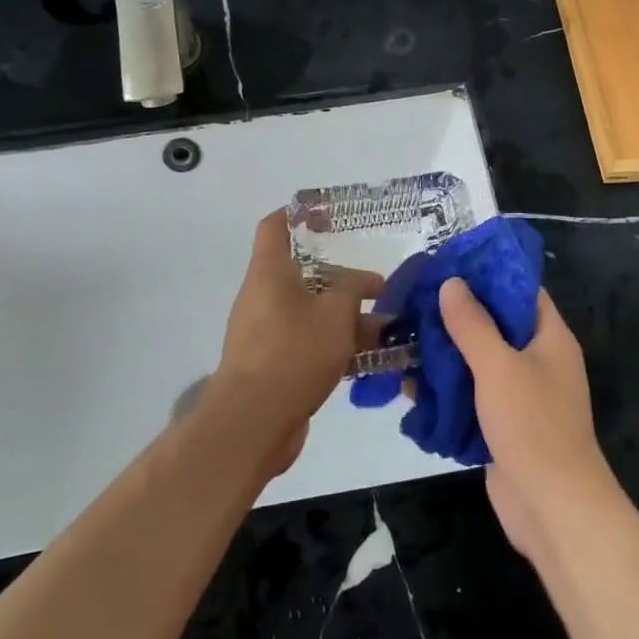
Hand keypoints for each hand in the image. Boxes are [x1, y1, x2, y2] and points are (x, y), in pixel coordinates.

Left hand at [208, 210, 383, 479]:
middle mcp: (262, 296)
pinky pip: (308, 342)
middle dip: (342, 280)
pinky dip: (335, 344)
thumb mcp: (335, 314)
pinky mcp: (272, 364)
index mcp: (269, 273)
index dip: (299, 214)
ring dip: (345, 317)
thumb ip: (353, 289)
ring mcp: (265, 332)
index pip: (275, 226)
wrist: (252, 423)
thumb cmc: (293, 353)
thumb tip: (367, 279)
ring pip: (310, 312)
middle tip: (377, 285)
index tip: (330, 217)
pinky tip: (370, 358)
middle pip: (302, 274)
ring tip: (386, 326)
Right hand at [436, 279, 620, 563]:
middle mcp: (538, 360)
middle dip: (456, 315)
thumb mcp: (498, 365)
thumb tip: (452, 283)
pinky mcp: (503, 425)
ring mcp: (521, 395)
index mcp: (550, 337)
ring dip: (445, 354)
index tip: (449, 264)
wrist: (553, 508)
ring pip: (479, 362)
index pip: (521, 290)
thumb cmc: (533, 425)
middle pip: (495, 325)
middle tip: (415, 301)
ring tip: (403, 339)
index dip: (488, 274)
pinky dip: (446, 390)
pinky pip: (472, 397)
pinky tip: (410, 385)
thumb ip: (473, 323)